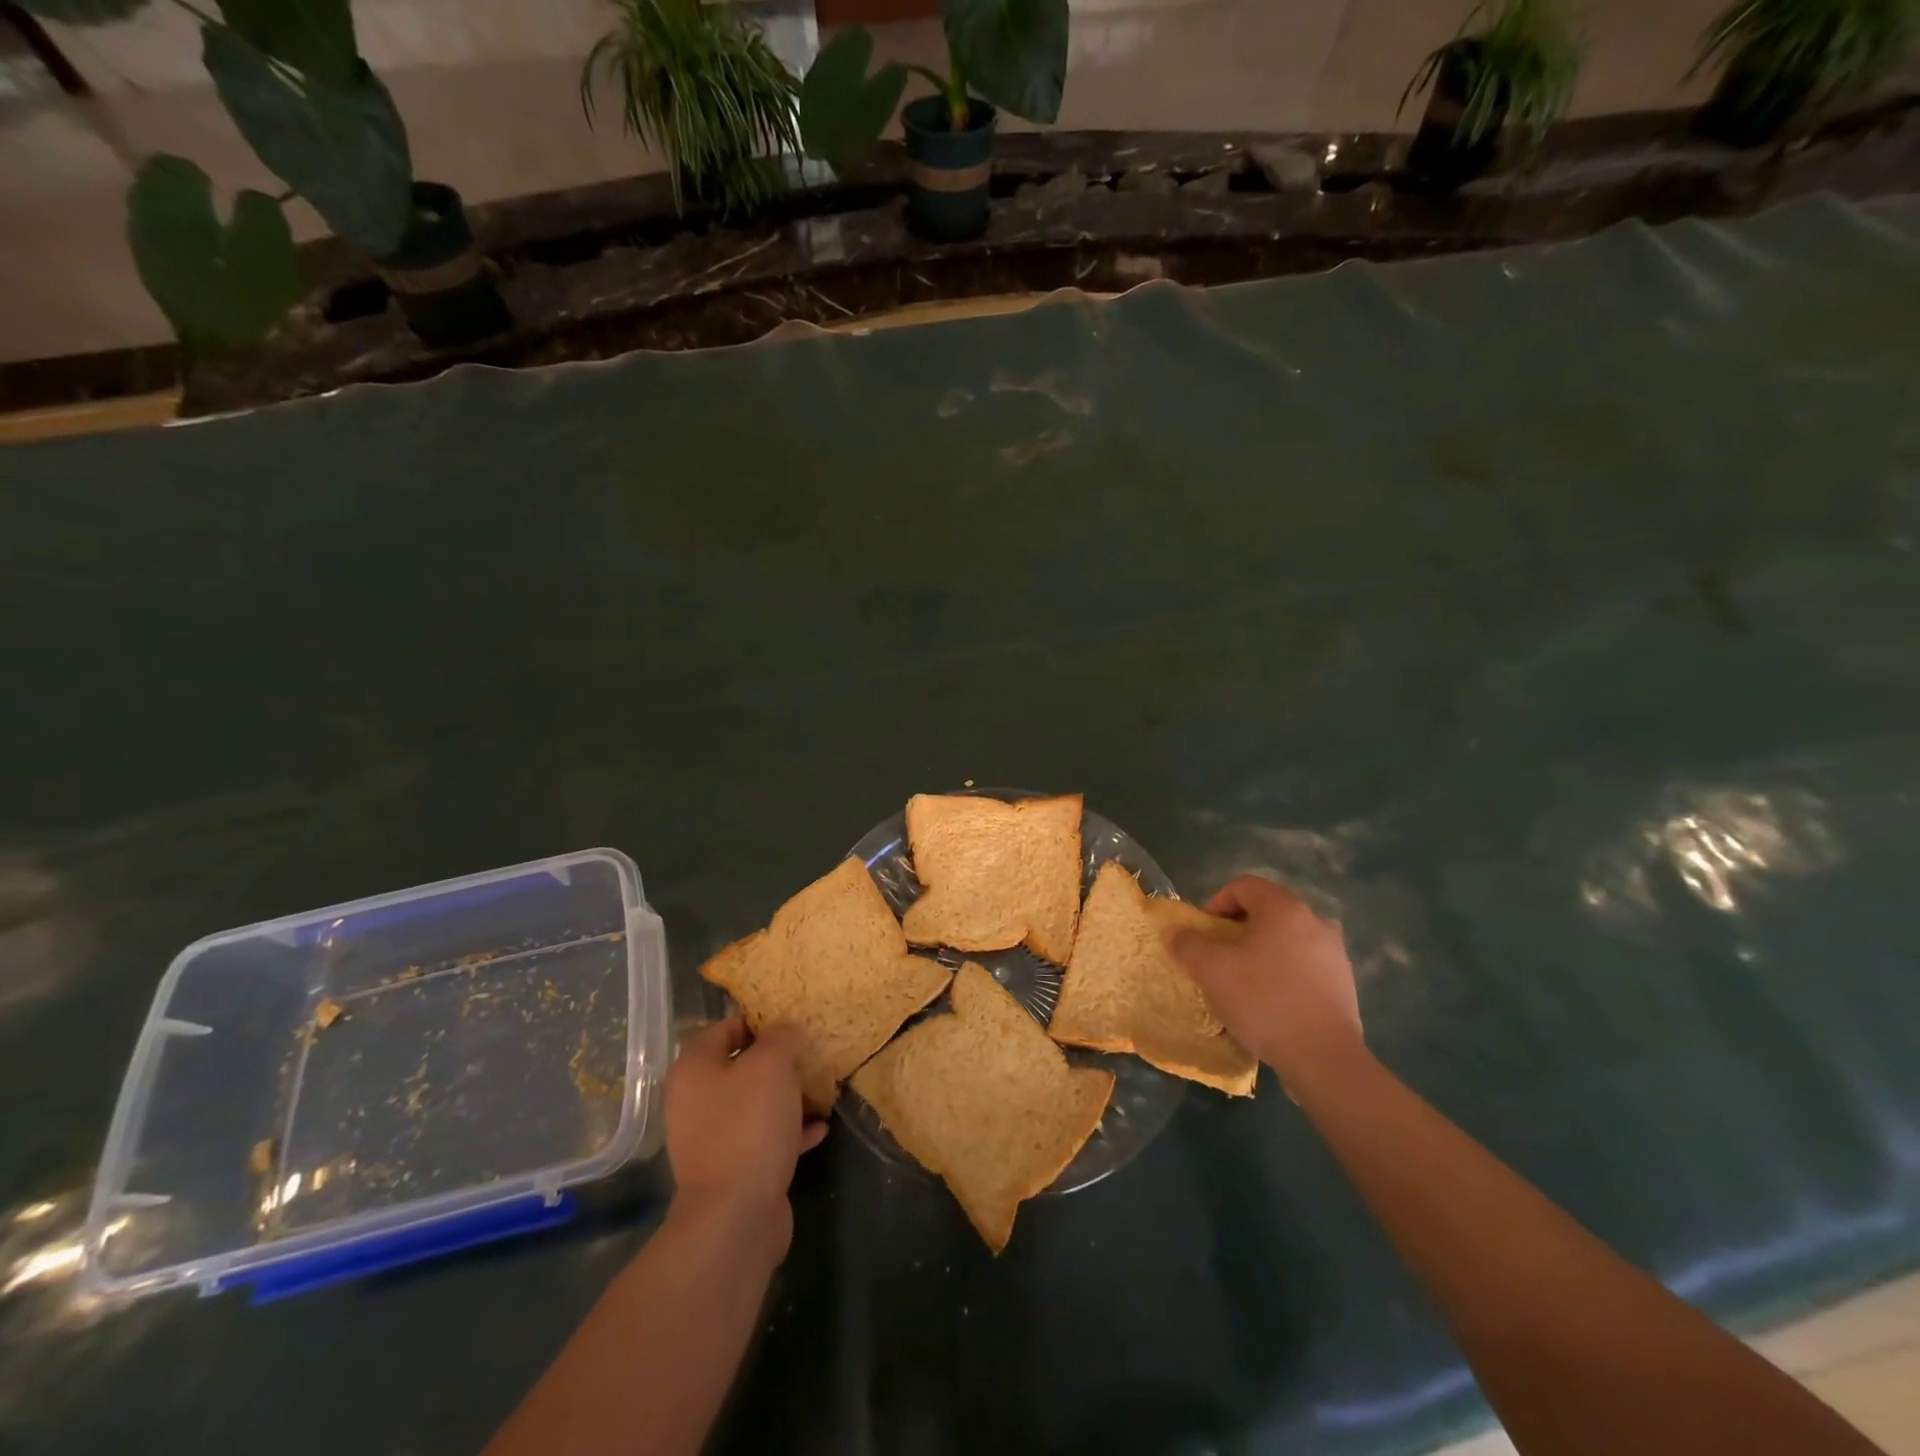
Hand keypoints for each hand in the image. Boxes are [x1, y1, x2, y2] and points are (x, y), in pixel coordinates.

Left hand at [664, 1017, 827, 1257]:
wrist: (736, 1216)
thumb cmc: (749, 1125)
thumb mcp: (772, 1065)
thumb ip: (781, 1037)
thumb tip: (785, 1030)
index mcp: (694, 1069)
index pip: (723, 1028)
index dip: (757, 1021)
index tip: (791, 1023)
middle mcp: (695, 1101)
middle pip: (740, 1068)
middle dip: (778, 1062)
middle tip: (810, 1056)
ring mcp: (712, 1138)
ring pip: (754, 1104)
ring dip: (787, 1097)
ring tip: (821, 1090)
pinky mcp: (733, 1169)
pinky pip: (764, 1137)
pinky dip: (790, 1131)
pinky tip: (820, 1128)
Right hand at [1163, 875, 1363, 1090]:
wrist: (1323, 1057)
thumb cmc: (1263, 1000)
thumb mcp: (1211, 970)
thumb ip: (1187, 944)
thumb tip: (1175, 931)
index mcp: (1283, 908)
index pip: (1243, 886)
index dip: (1216, 903)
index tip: (1203, 933)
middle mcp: (1314, 920)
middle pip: (1266, 911)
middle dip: (1237, 929)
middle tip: (1219, 957)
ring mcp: (1334, 952)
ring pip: (1286, 939)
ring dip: (1261, 951)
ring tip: (1244, 982)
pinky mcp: (1344, 982)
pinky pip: (1304, 964)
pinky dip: (1283, 973)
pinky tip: (1271, 1002)